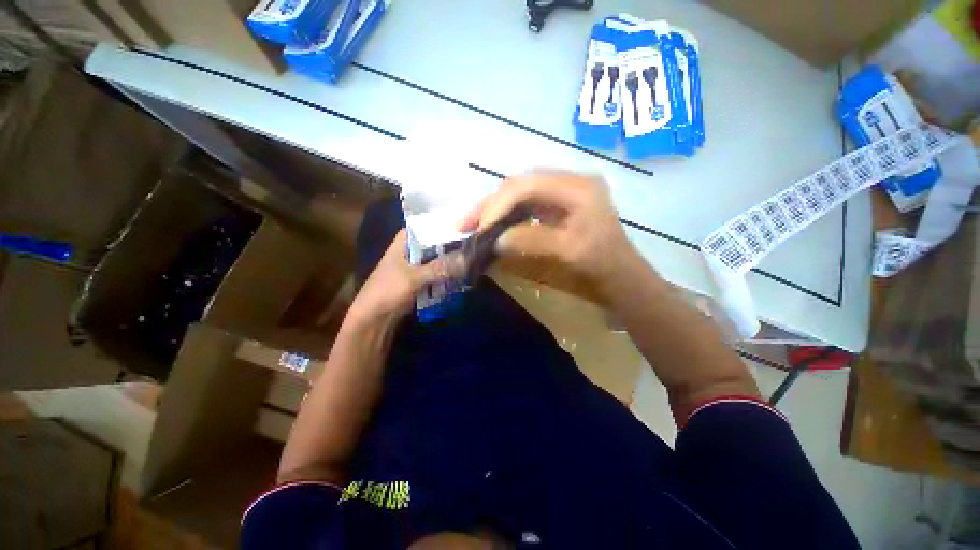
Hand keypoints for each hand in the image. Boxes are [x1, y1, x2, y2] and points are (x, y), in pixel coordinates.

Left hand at [348, 230, 463, 325]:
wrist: (373, 320)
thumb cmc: (388, 291)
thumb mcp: (414, 278)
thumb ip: (440, 268)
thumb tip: (466, 259)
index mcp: (402, 244)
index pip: (423, 226)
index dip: (441, 225)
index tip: (462, 224)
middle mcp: (409, 253)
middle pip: (433, 245)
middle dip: (450, 246)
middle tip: (472, 245)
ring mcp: (414, 269)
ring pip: (436, 261)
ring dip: (450, 263)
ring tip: (472, 260)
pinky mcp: (418, 283)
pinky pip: (436, 276)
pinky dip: (446, 276)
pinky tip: (462, 276)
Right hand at [460, 170, 636, 285]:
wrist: (620, 275)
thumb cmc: (601, 264)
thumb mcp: (568, 252)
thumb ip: (531, 241)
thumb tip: (496, 240)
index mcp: (577, 188)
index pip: (527, 186)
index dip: (499, 205)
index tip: (479, 230)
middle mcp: (569, 182)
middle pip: (519, 185)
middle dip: (490, 205)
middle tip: (465, 225)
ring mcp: (562, 192)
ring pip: (518, 193)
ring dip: (493, 209)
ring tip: (471, 226)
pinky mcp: (556, 204)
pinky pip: (524, 204)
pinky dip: (505, 215)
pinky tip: (492, 227)